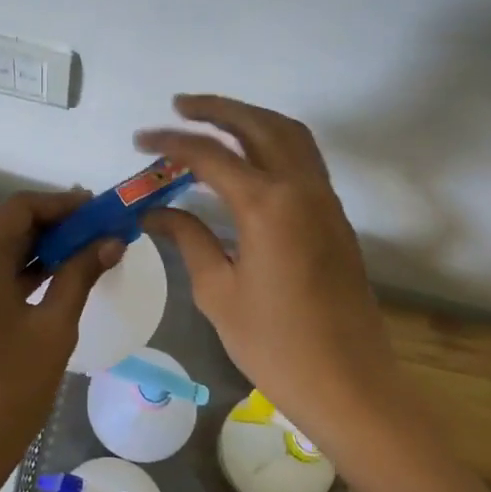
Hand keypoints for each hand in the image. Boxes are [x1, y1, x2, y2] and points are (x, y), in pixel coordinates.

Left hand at [0, 190, 122, 489]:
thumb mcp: (53, 329)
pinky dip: (15, 272)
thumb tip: (110, 241)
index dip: (60, 204)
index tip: (97, 208)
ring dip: (35, 250)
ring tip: (83, 251)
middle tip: (97, 230)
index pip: (18, 209)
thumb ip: (79, 275)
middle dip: (52, 226)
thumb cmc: (8, 391)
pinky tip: (51, 277)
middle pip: (4, 228)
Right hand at [136, 95, 393, 446]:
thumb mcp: (218, 292)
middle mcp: (300, 189)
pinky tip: (248, 158)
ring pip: (289, 135)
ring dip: (250, 118)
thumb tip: (153, 212)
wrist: (350, 385)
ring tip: (214, 120)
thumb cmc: (275, 345)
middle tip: (179, 106)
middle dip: (217, 109)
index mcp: (266, 205)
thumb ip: (188, 239)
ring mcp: (324, 200)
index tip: (140, 140)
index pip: (210, 155)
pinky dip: (273, 141)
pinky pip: (304, 158)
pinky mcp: (334, 217)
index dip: (171, 142)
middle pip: (258, 126)